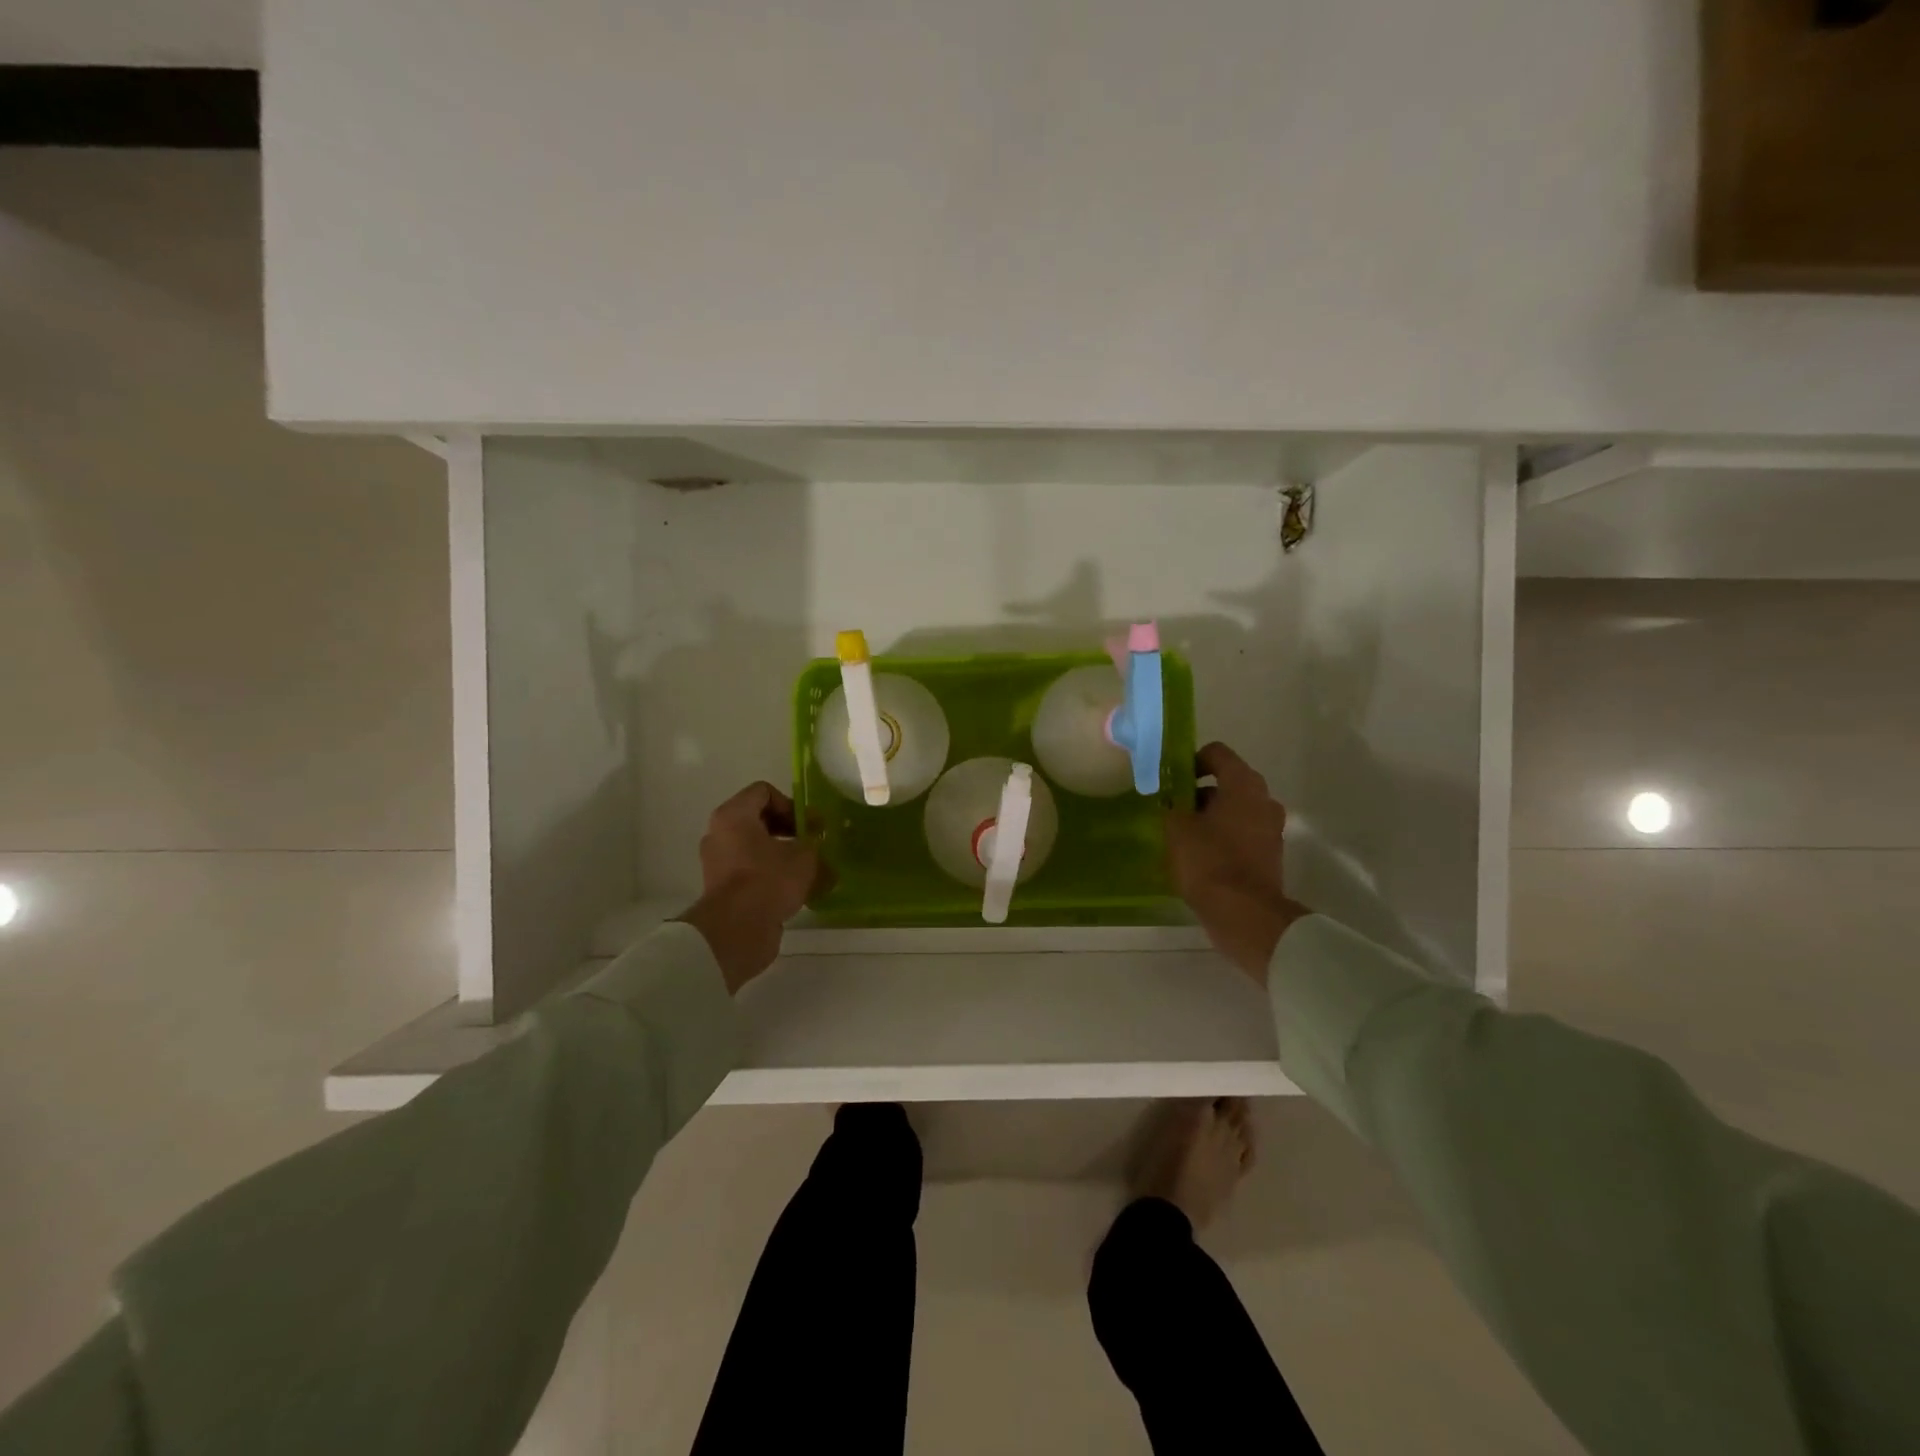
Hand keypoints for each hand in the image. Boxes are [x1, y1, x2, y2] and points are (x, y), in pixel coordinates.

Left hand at [677, 783, 825, 992]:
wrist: (736, 931)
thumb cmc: (769, 880)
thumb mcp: (804, 855)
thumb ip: (812, 840)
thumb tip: (814, 837)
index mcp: (734, 815)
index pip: (764, 792)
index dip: (791, 804)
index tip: (807, 826)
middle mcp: (719, 833)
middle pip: (758, 819)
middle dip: (788, 829)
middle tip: (810, 845)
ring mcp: (717, 861)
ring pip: (754, 847)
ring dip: (781, 854)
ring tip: (806, 870)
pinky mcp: (721, 888)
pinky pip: (749, 870)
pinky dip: (769, 874)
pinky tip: (793, 889)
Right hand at [1166, 743, 1309, 984]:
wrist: (1244, 913)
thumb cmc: (1208, 861)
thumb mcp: (1176, 828)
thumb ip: (1172, 804)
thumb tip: (1172, 798)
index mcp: (1243, 784)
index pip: (1217, 753)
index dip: (1191, 760)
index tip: (1173, 780)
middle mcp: (1264, 799)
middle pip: (1228, 781)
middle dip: (1200, 792)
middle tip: (1174, 809)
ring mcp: (1272, 827)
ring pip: (1236, 808)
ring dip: (1212, 815)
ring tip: (1185, 835)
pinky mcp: (1271, 853)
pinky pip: (1243, 832)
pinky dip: (1224, 836)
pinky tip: (1202, 855)